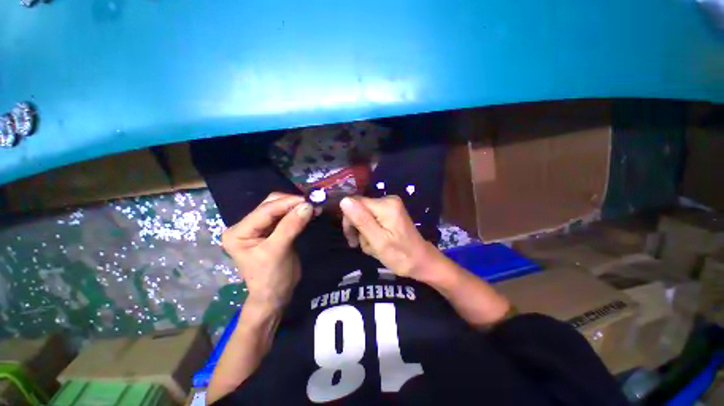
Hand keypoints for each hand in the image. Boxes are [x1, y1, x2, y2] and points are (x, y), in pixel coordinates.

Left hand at [222, 193, 312, 313]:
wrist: (276, 295)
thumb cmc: (271, 277)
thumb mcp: (278, 251)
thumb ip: (291, 226)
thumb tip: (307, 205)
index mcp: (239, 231)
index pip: (265, 210)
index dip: (287, 203)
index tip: (308, 200)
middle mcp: (247, 225)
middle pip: (271, 205)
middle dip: (292, 203)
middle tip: (312, 203)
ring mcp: (260, 227)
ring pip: (280, 209)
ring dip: (297, 207)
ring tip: (314, 207)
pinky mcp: (273, 230)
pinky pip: (286, 216)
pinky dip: (298, 213)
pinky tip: (309, 212)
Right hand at [340, 195, 436, 278]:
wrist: (421, 261)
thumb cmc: (401, 255)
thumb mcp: (378, 241)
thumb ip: (361, 220)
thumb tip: (344, 200)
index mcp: (385, 205)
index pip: (355, 203)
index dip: (349, 220)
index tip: (352, 239)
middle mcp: (388, 200)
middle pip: (360, 209)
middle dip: (358, 228)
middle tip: (363, 246)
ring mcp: (390, 205)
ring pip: (364, 216)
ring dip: (365, 233)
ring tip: (373, 247)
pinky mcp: (390, 212)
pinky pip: (372, 218)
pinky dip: (371, 231)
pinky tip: (377, 243)